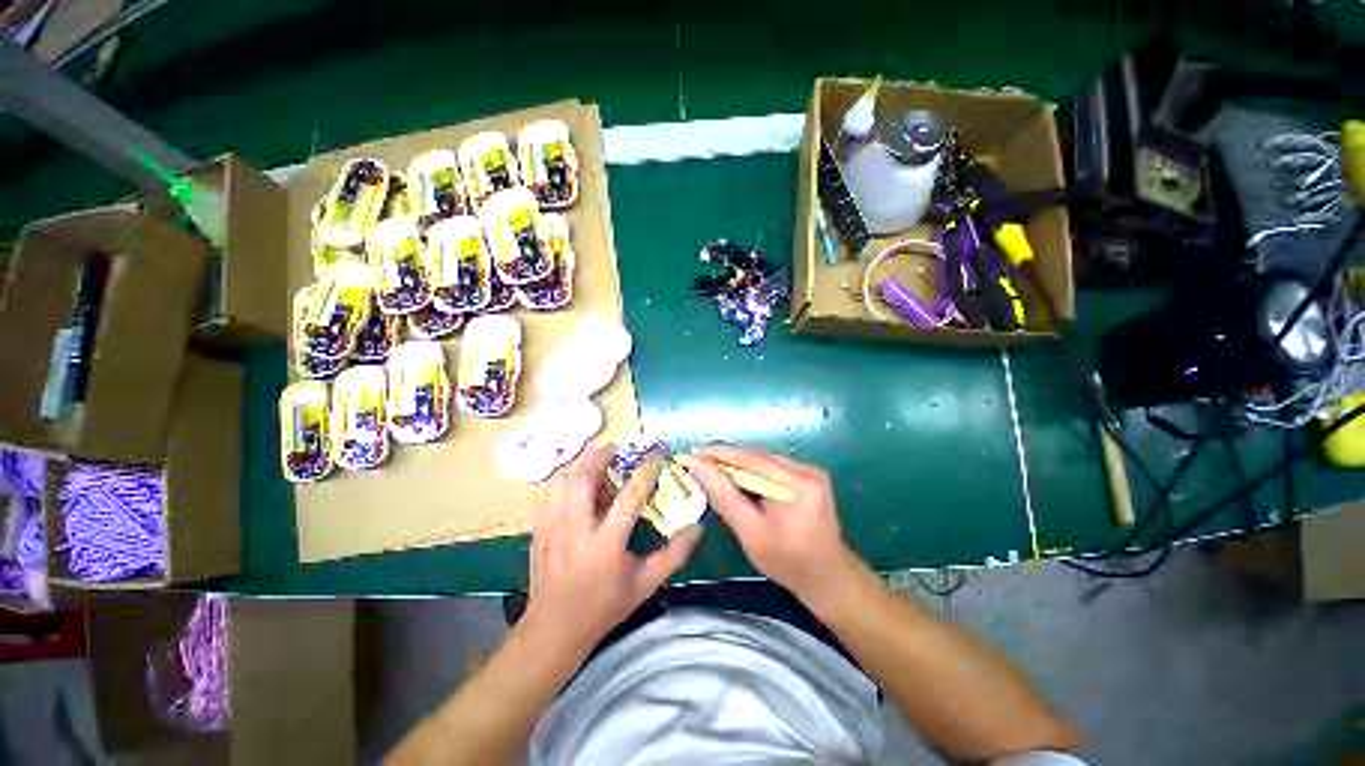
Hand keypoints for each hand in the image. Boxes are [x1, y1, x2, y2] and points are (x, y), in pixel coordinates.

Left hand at [522, 443, 701, 658]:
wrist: (553, 631)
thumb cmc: (604, 607)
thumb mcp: (645, 584)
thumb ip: (673, 554)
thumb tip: (697, 528)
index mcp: (605, 544)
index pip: (629, 496)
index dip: (645, 471)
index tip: (655, 455)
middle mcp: (575, 530)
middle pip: (583, 478)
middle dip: (599, 455)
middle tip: (615, 447)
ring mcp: (552, 528)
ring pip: (563, 481)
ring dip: (581, 466)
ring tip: (598, 463)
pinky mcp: (539, 530)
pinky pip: (552, 494)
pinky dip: (568, 481)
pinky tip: (579, 486)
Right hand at [688, 445, 855, 605]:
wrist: (827, 576)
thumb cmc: (787, 562)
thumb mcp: (751, 533)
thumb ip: (724, 498)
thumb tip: (698, 467)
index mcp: (798, 484)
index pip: (751, 460)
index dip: (720, 454)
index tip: (693, 453)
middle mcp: (807, 470)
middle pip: (758, 456)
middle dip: (726, 457)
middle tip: (698, 460)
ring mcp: (809, 471)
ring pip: (763, 459)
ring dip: (737, 462)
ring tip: (711, 465)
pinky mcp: (807, 475)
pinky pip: (772, 466)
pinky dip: (751, 469)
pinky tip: (734, 475)